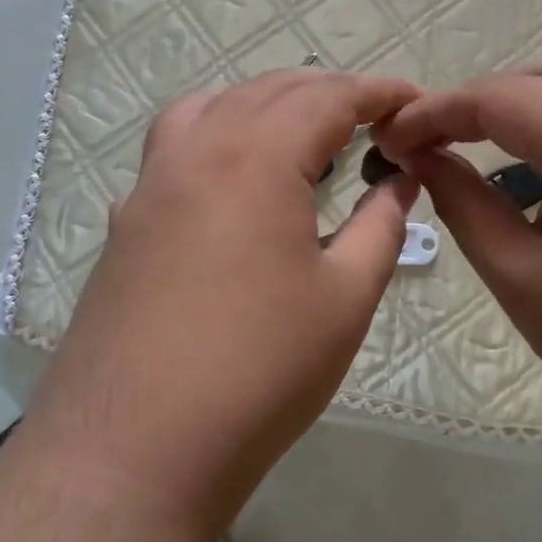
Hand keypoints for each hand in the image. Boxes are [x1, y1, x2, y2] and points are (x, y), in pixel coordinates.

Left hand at [34, 69, 420, 532]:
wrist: (133, 450)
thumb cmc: (259, 371)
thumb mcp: (345, 298)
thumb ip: (380, 225)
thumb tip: (401, 180)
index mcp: (256, 157)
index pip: (328, 96)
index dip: (378, 91)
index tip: (414, 99)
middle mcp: (196, 150)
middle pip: (269, 91)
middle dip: (328, 92)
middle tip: (373, 118)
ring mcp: (150, 183)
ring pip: (212, 106)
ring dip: (265, 103)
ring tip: (302, 132)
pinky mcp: (126, 220)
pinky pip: (174, 145)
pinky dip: (216, 131)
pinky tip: (232, 176)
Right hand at [372, 55, 541, 432]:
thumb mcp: (522, 277)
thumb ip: (464, 203)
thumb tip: (422, 158)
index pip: (502, 98)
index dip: (437, 112)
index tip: (390, 139)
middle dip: (479, 100)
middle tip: (432, 141)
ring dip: (526, 99)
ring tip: (480, 142)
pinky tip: (540, 165)